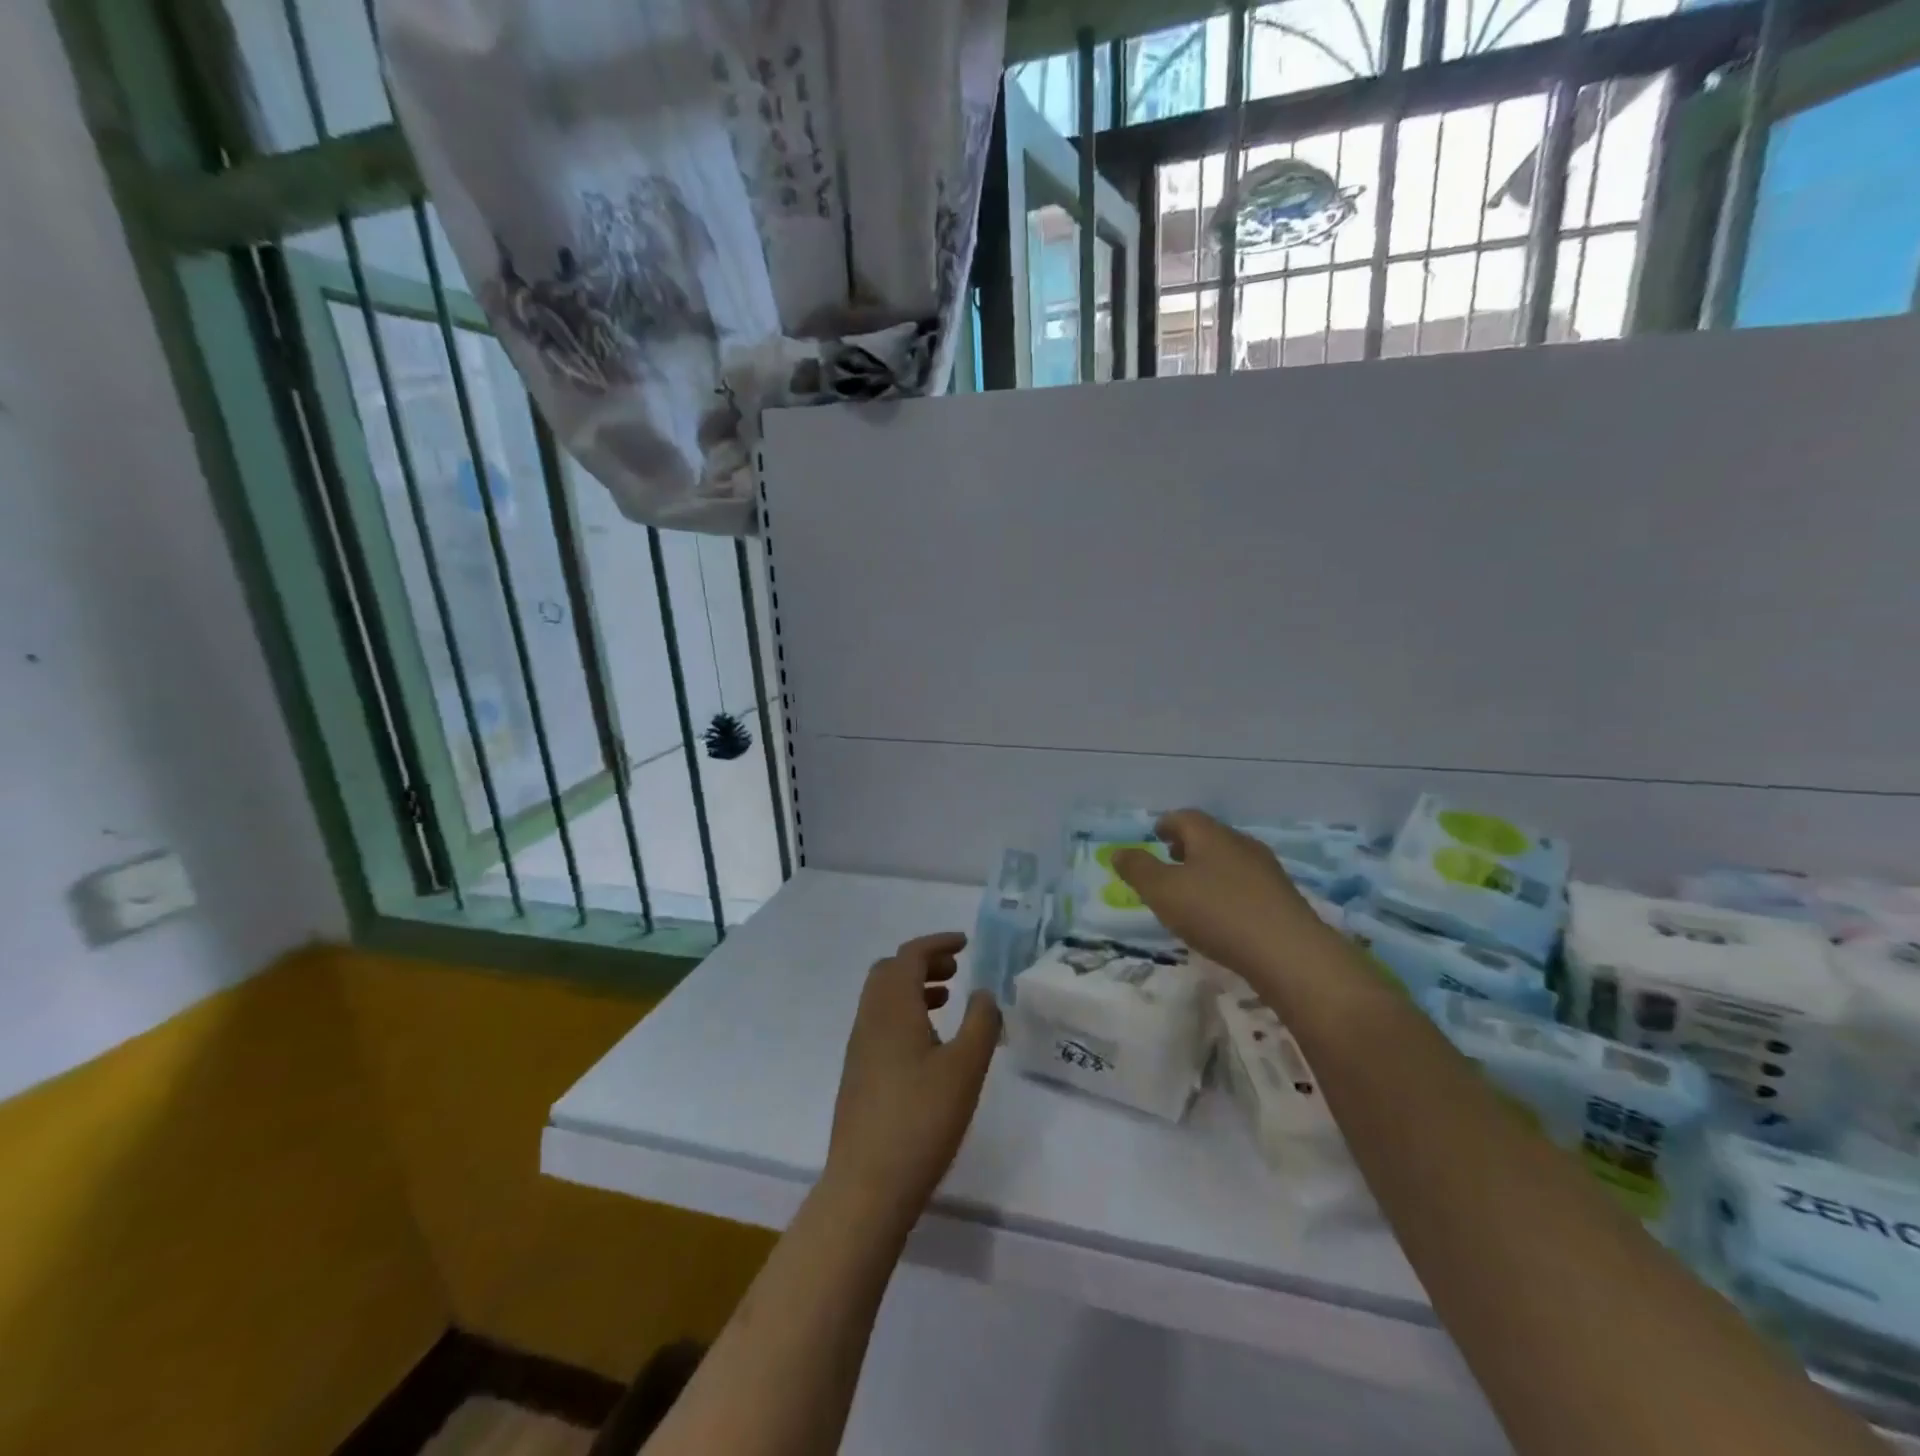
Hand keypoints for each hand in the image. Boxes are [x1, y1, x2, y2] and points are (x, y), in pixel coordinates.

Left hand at [825, 932, 1000, 1228]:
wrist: (867, 1184)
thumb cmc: (921, 1119)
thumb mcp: (965, 1068)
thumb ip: (981, 1023)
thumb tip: (983, 992)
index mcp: (892, 1007)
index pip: (910, 955)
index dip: (937, 943)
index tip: (966, 942)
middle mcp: (869, 1018)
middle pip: (890, 971)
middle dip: (923, 962)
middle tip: (955, 969)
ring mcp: (859, 1047)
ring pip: (883, 998)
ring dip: (913, 988)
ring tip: (947, 1000)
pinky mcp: (858, 1073)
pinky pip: (880, 1022)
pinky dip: (904, 1013)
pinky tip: (929, 1044)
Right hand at [1112, 809, 1329, 985]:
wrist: (1290, 953)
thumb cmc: (1217, 913)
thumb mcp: (1163, 891)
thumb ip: (1138, 869)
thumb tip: (1118, 851)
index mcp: (1211, 835)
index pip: (1185, 817)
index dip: (1166, 824)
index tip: (1155, 834)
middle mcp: (1241, 844)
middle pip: (1210, 836)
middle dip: (1187, 845)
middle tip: (1170, 859)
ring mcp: (1267, 871)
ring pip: (1230, 859)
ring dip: (1209, 868)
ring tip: (1193, 889)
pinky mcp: (1283, 899)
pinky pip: (1247, 884)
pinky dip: (1228, 889)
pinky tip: (1223, 913)